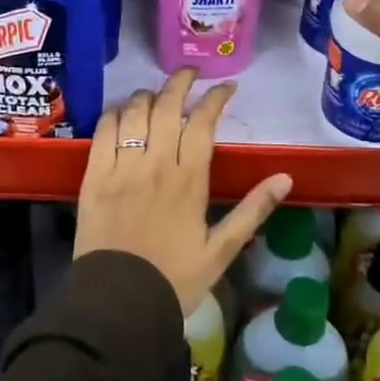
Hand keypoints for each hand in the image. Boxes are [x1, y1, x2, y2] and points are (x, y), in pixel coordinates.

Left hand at [74, 68, 292, 314]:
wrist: (119, 305)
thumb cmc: (175, 279)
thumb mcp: (222, 250)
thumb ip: (252, 210)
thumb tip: (285, 177)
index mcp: (189, 180)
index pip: (202, 122)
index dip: (215, 98)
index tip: (226, 88)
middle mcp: (155, 164)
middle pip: (166, 106)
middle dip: (180, 82)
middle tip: (190, 75)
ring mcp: (121, 168)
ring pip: (134, 113)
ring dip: (147, 95)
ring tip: (157, 94)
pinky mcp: (93, 177)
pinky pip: (102, 132)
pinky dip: (114, 115)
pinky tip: (122, 113)